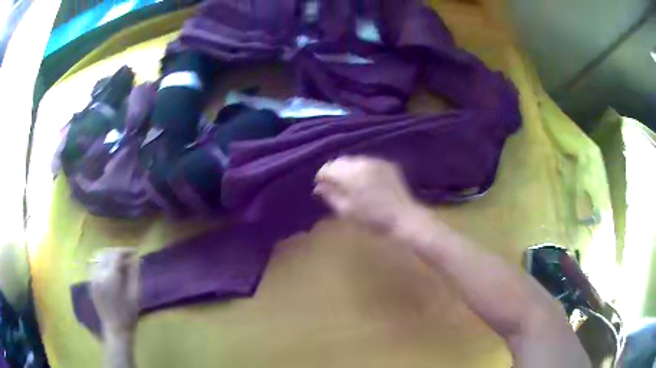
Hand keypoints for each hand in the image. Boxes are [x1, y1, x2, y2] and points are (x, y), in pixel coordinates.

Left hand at [90, 248, 139, 333]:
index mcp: (111, 277)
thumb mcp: (135, 294)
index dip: (126, 250)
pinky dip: (103, 262)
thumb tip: (136, 258)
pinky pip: (95, 265)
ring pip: (99, 257)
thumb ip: (134, 273)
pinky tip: (110, 269)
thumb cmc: (129, 314)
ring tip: (119, 262)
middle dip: (118, 253)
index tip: (135, 252)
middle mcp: (99, 274)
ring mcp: (93, 278)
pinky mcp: (91, 282)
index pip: (116, 254)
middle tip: (128, 257)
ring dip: (109, 256)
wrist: (116, 328)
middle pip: (107, 253)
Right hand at [314, 156, 418, 231]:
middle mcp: (363, 162)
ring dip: (348, 170)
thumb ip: (330, 196)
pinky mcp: (388, 165)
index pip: (328, 168)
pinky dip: (362, 170)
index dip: (321, 177)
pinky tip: (365, 182)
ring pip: (354, 161)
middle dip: (334, 172)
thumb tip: (318, 187)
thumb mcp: (346, 211)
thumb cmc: (373, 219)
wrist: (404, 218)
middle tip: (333, 186)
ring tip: (349, 185)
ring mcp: (377, 161)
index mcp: (351, 173)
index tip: (320, 187)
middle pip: (341, 161)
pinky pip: (368, 163)